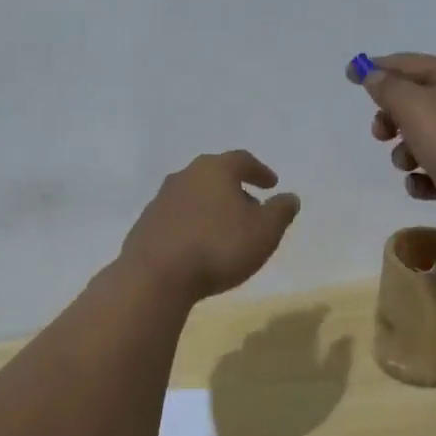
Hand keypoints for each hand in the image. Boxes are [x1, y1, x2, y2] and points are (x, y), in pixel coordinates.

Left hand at [119, 150, 300, 301]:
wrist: (156, 276)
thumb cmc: (219, 247)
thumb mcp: (264, 231)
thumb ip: (280, 211)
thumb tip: (289, 197)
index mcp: (214, 170)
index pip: (242, 160)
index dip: (259, 171)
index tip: (272, 184)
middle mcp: (185, 176)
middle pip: (215, 176)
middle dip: (235, 190)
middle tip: (251, 208)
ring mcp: (161, 199)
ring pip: (194, 196)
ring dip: (212, 208)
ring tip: (226, 230)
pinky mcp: (145, 224)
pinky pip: (177, 218)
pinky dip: (192, 225)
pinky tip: (199, 246)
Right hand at [348, 53, 435, 240]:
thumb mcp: (418, 110)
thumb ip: (389, 90)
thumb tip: (374, 75)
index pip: (407, 63)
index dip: (376, 68)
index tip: (349, 75)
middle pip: (415, 100)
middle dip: (391, 118)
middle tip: (382, 134)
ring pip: (425, 136)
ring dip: (406, 152)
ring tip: (409, 166)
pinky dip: (426, 176)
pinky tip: (424, 187)